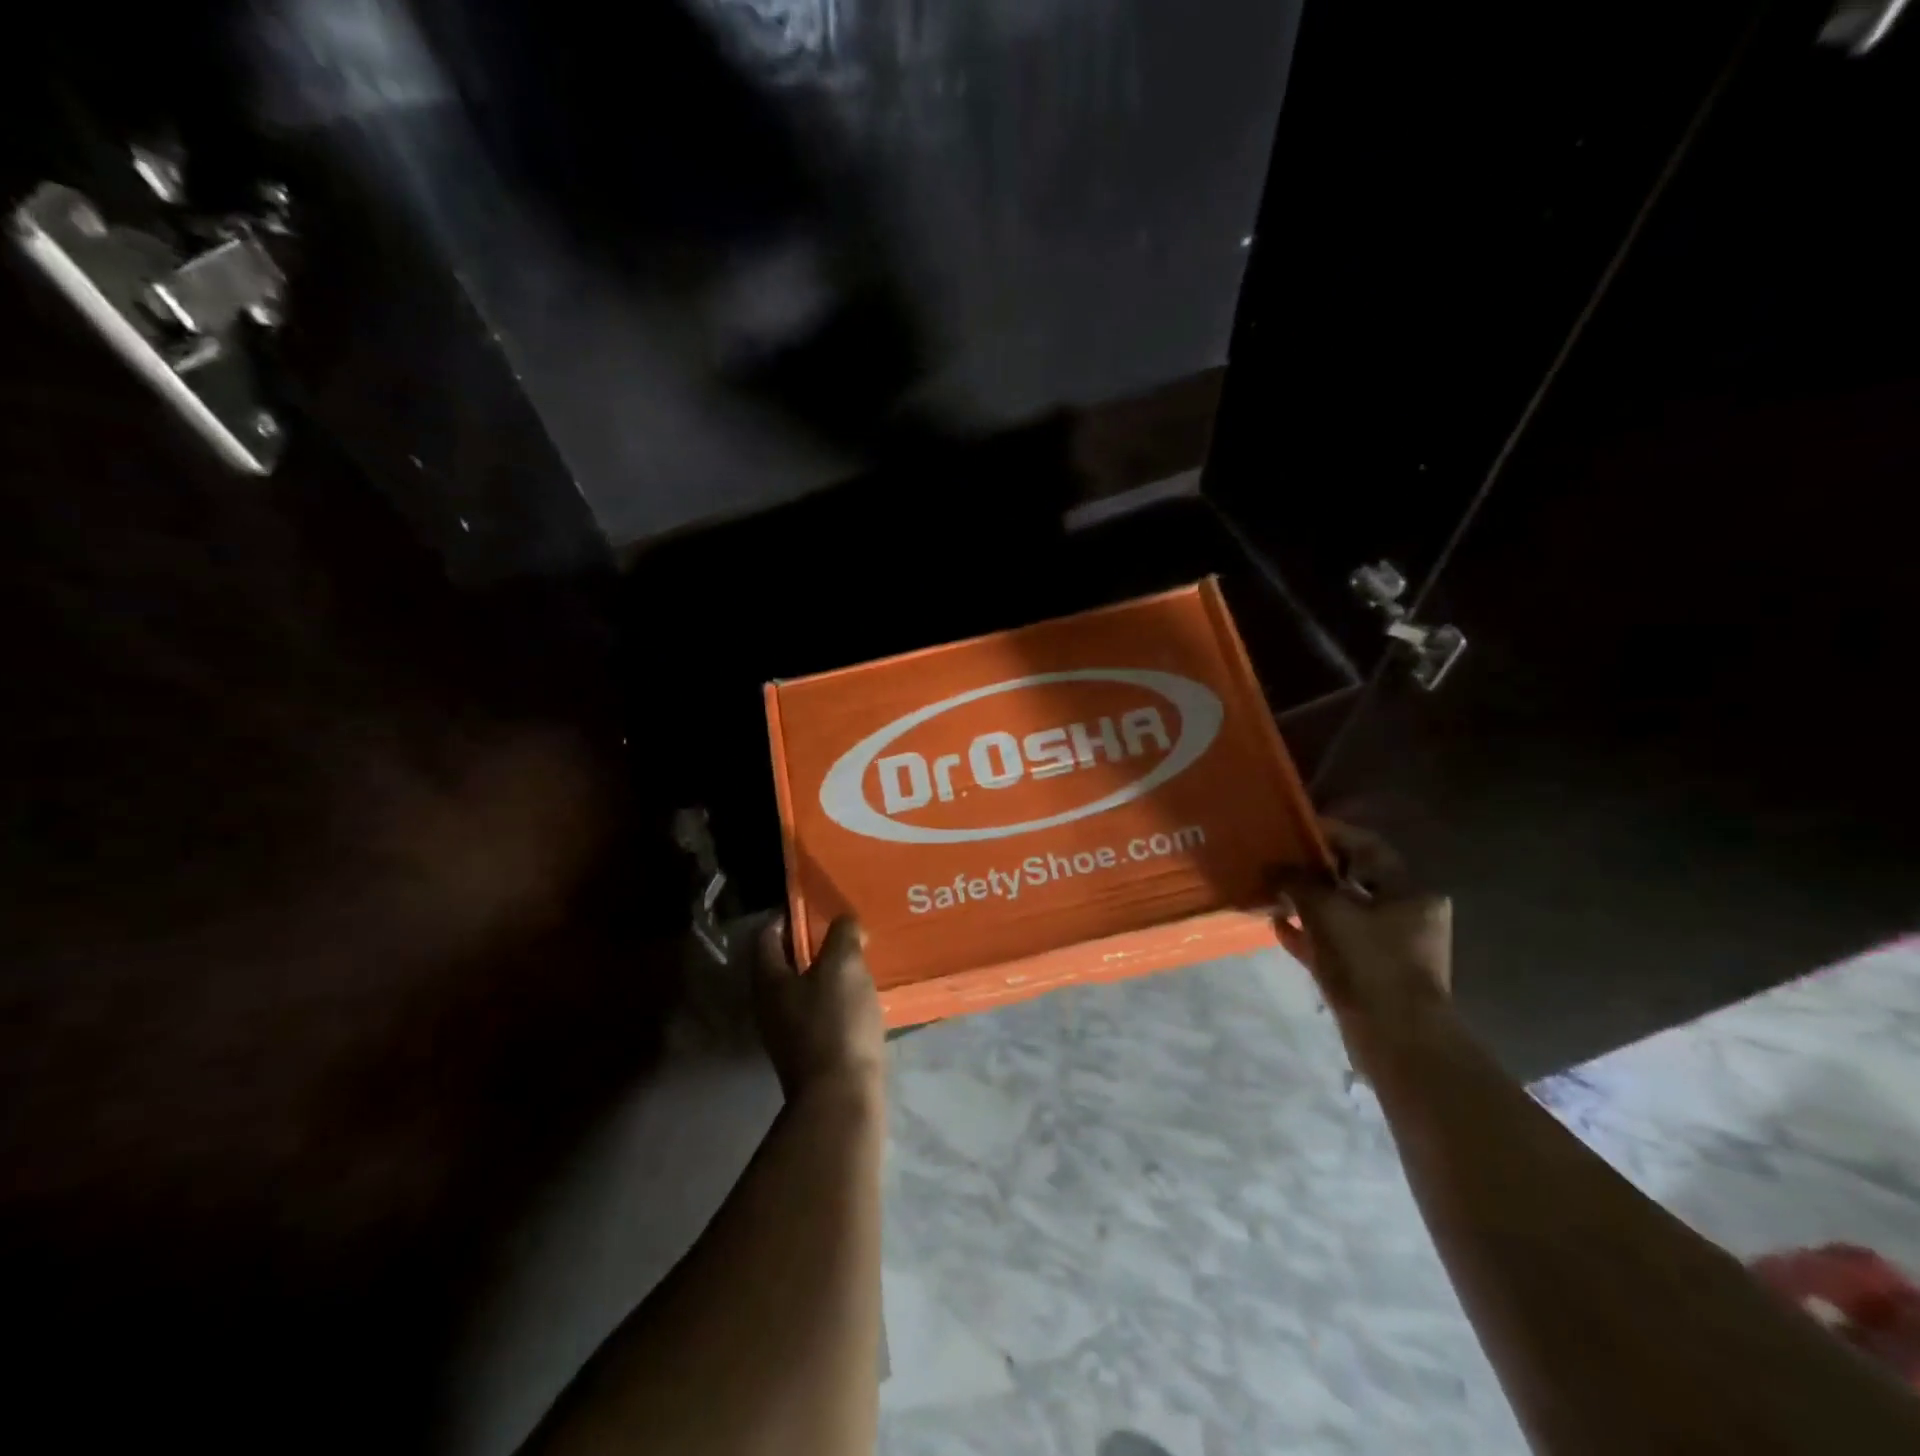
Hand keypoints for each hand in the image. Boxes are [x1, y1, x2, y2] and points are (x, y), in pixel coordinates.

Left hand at [754, 915, 885, 1101]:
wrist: (841, 1097)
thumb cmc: (835, 1022)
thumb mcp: (843, 966)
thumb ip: (842, 935)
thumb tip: (844, 920)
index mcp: (769, 980)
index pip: (767, 935)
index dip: (788, 915)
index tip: (815, 904)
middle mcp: (770, 1005)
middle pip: (785, 962)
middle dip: (812, 942)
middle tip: (842, 927)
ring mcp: (788, 1032)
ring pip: (805, 987)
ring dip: (827, 970)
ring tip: (858, 956)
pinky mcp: (810, 1051)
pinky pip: (820, 1010)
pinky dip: (837, 996)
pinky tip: (861, 993)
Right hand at [1281, 820, 1452, 1041]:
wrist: (1394, 1039)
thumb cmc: (1369, 962)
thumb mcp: (1328, 911)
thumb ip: (1298, 882)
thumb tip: (1275, 866)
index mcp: (1409, 892)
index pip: (1367, 847)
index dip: (1330, 833)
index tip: (1294, 828)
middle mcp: (1404, 914)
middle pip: (1351, 880)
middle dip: (1311, 870)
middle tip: (1276, 859)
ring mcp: (1386, 946)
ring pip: (1339, 912)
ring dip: (1304, 902)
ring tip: (1269, 891)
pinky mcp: (1367, 972)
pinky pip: (1332, 942)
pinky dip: (1307, 933)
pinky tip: (1276, 926)